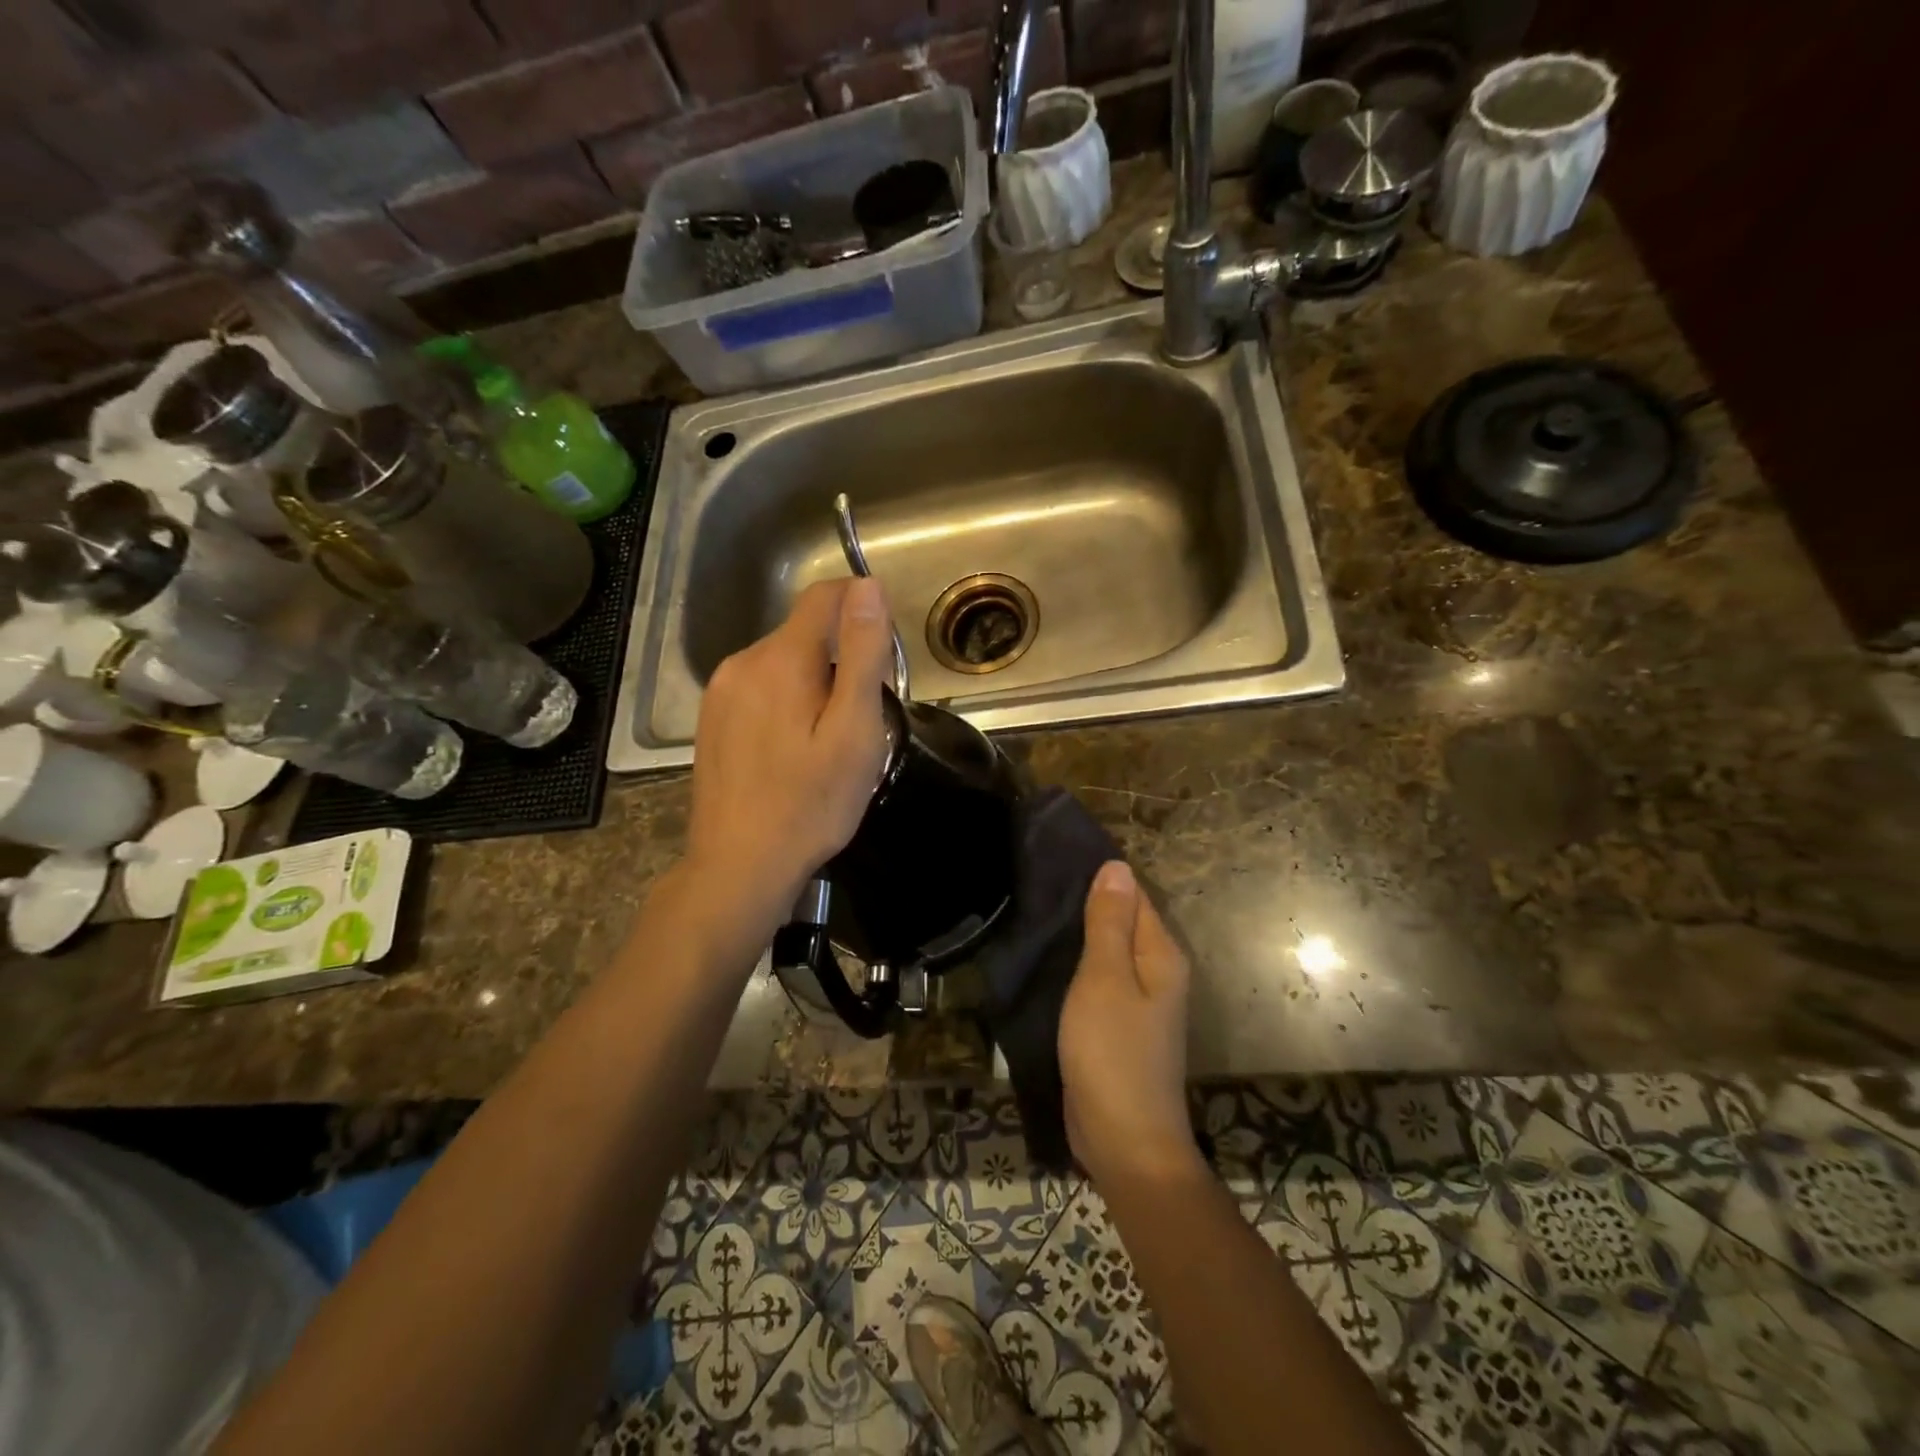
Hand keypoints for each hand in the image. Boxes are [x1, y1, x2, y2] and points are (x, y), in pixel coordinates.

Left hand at [686, 577, 894, 929]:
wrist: (739, 865)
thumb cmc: (811, 804)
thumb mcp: (854, 730)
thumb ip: (863, 654)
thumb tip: (868, 587)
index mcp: (781, 659)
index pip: (825, 596)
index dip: (862, 606)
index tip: (885, 652)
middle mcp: (743, 662)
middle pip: (805, 633)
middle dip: (841, 658)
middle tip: (862, 720)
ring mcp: (721, 691)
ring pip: (782, 662)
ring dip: (814, 682)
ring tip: (828, 741)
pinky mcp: (712, 718)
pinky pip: (761, 688)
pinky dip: (786, 702)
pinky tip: (793, 750)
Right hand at [1059, 861, 1202, 1185]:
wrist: (1124, 1141)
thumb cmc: (1113, 1053)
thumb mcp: (1106, 980)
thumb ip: (1109, 923)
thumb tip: (1117, 865)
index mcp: (1160, 955)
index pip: (1133, 895)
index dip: (1100, 875)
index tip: (1057, 855)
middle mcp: (1156, 973)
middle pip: (1120, 922)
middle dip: (1085, 902)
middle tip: (1035, 879)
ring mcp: (1137, 1003)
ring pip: (1106, 953)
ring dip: (1076, 935)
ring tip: (1032, 910)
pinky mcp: (1116, 1027)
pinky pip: (1095, 982)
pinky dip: (1074, 967)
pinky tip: (1044, 958)